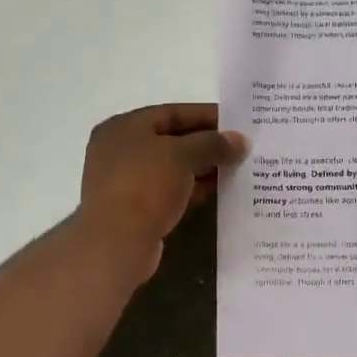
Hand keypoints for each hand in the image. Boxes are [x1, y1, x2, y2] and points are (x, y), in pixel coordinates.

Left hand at [78, 104, 247, 279]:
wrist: (116, 243)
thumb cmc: (145, 186)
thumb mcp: (183, 156)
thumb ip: (213, 143)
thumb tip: (240, 141)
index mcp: (124, 127)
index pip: (172, 113)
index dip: (206, 115)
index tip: (237, 123)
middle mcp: (119, 150)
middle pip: (171, 140)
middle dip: (207, 143)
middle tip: (240, 148)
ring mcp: (124, 181)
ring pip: (171, 167)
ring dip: (202, 167)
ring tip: (235, 169)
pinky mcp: (133, 208)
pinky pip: (168, 190)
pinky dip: (191, 188)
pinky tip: (217, 190)